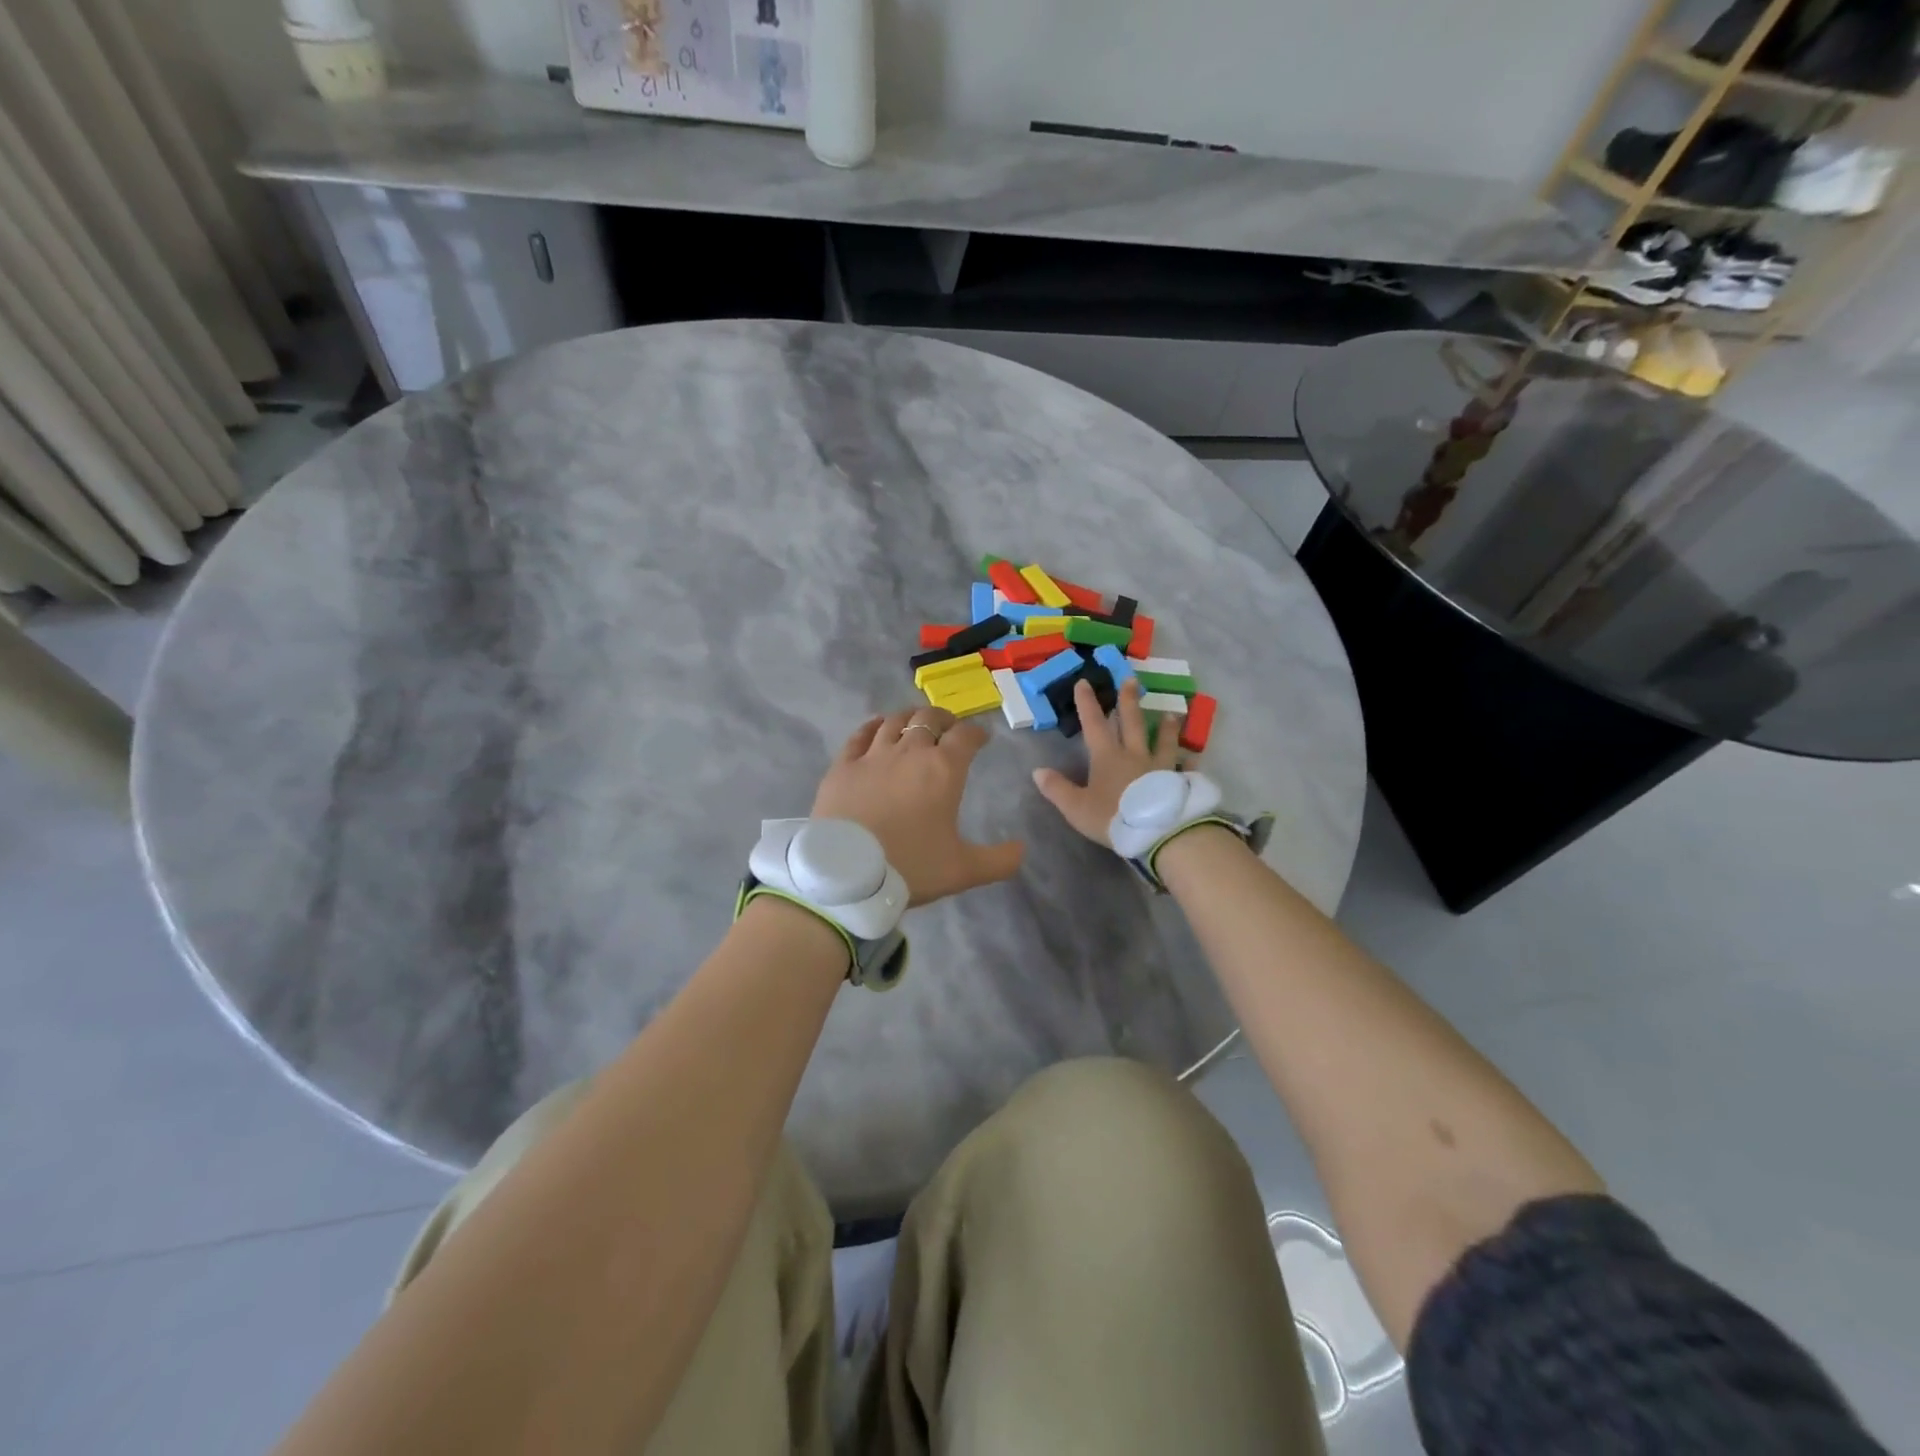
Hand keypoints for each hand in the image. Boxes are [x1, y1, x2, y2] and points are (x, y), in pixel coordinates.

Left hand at [813, 707, 1024, 905]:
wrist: (847, 875)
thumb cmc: (910, 868)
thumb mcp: (963, 871)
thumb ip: (999, 860)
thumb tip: (1022, 849)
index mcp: (943, 770)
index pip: (966, 736)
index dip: (977, 734)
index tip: (981, 739)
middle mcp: (910, 753)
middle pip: (929, 719)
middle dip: (944, 719)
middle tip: (949, 728)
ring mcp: (873, 756)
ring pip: (894, 721)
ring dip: (910, 718)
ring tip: (915, 723)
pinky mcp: (842, 766)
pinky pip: (859, 735)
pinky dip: (872, 726)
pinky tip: (876, 727)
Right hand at [1032, 678, 1184, 846]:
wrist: (1156, 832)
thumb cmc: (1113, 817)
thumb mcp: (1076, 807)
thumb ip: (1057, 788)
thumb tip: (1038, 771)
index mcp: (1107, 757)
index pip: (1094, 724)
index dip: (1087, 703)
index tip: (1084, 682)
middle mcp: (1134, 755)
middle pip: (1132, 723)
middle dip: (1128, 701)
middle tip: (1131, 680)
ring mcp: (1160, 767)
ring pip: (1163, 741)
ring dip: (1166, 727)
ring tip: (1171, 713)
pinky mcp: (1178, 782)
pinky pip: (1184, 769)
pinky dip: (1189, 763)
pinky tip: (1195, 758)